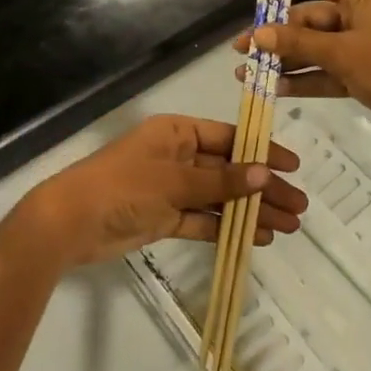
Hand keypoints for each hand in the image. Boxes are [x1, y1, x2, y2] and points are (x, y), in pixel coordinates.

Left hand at [17, 114, 304, 269]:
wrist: (71, 223)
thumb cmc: (124, 186)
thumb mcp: (175, 180)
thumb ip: (221, 181)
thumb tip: (265, 173)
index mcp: (177, 133)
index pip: (229, 138)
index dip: (261, 152)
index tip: (293, 167)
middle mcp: (177, 156)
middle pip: (229, 170)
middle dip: (263, 187)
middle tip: (299, 206)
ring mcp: (171, 188)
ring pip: (220, 197)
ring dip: (251, 210)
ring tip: (288, 227)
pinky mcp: (164, 217)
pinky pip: (203, 219)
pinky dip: (227, 227)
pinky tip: (257, 237)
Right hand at [231, 0, 370, 118]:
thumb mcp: (341, 53)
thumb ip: (298, 43)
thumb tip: (258, 35)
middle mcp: (358, 15)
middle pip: (307, 18)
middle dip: (274, 34)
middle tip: (240, 47)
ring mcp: (358, 45)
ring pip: (312, 47)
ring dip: (282, 59)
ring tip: (246, 71)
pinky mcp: (359, 72)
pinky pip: (323, 70)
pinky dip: (301, 79)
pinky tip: (273, 89)